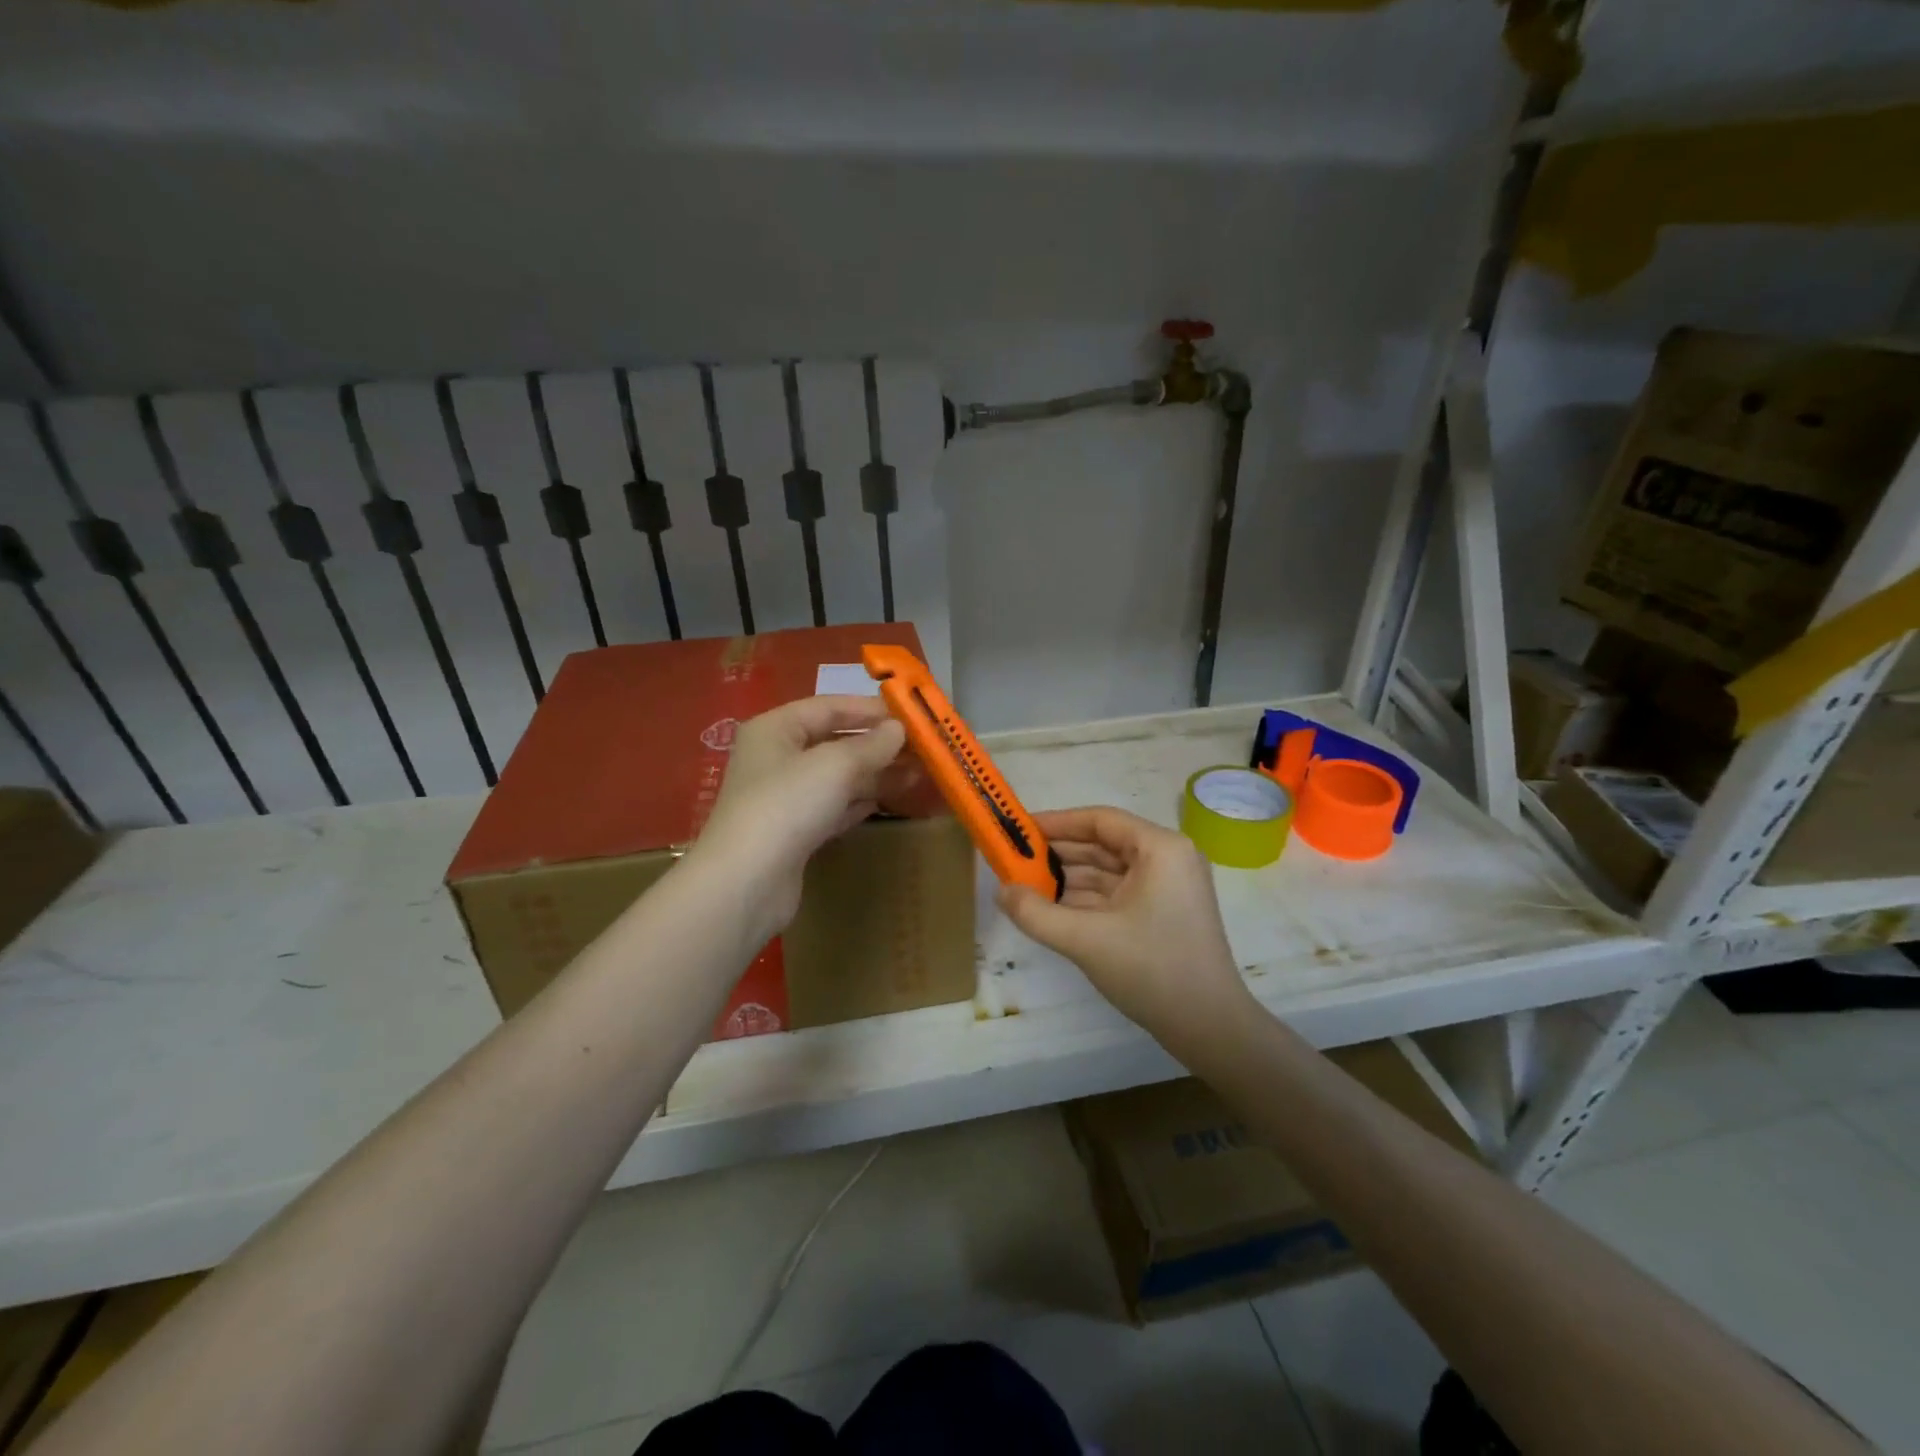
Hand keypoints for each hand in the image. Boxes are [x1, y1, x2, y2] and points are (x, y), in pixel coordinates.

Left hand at [689, 696, 919, 935]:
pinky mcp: (794, 832)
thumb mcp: (836, 765)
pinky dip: (860, 801)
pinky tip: (888, 800)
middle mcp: (776, 757)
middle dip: (878, 744)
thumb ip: (871, 744)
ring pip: (837, 776)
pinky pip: (834, 806)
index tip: (912, 715)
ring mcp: (784, 797)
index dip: (871, 709)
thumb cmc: (788, 805)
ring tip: (917, 774)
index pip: (829, 707)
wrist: (748, 881)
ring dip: (875, 773)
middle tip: (922, 748)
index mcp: (775, 728)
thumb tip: (898, 729)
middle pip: (834, 741)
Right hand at [997, 806, 1253, 1048]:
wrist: (1211, 1029)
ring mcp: (1168, 887)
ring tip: (1024, 885)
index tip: (1019, 830)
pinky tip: (1050, 908)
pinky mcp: (1164, 913)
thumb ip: (1036, 913)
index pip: (1100, 820)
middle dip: (1059, 854)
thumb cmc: (1152, 970)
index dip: (1056, 823)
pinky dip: (1085, 900)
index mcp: (1160, 848)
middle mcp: (1168, 859)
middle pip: (1103, 844)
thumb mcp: (1086, 940)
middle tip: (1014, 860)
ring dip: (1068, 879)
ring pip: (1108, 872)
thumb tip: (1000, 892)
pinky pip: (1117, 894)